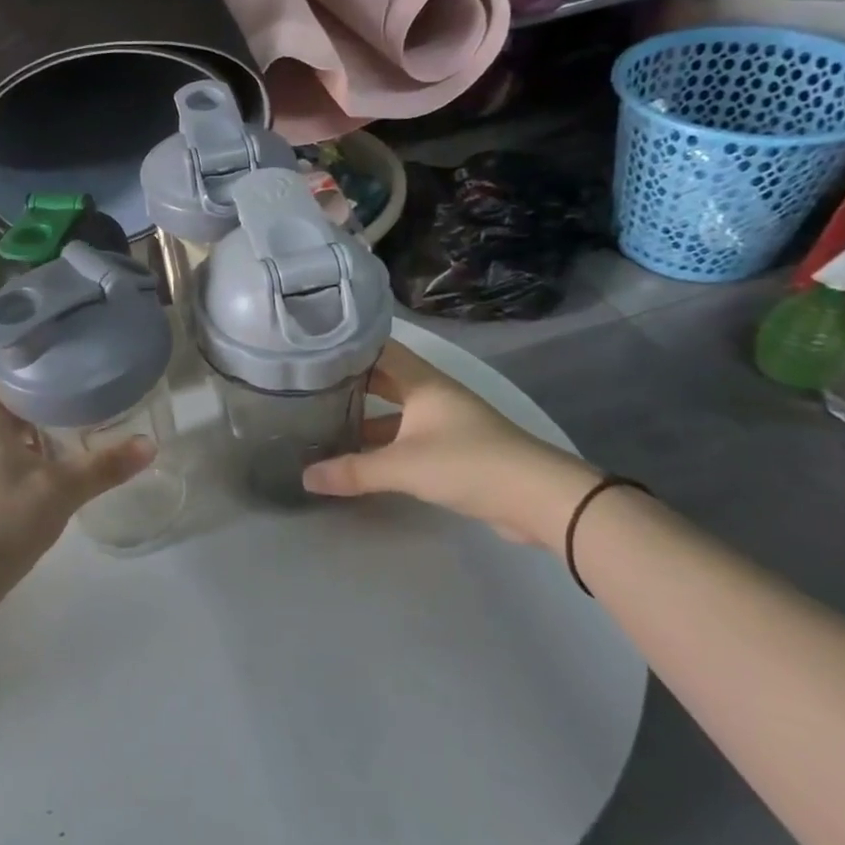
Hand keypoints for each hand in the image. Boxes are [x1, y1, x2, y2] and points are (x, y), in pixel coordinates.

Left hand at [0, 359, 155, 596]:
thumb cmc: (1, 523)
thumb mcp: (60, 493)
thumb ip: (104, 468)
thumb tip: (150, 445)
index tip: (29, 334)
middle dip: (26, 392)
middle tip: (65, 382)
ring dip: (22, 430)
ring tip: (60, 428)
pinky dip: (13, 459)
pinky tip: (39, 476)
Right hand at [301, 339, 596, 550]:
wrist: (540, 499)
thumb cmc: (468, 463)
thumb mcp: (403, 466)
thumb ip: (353, 470)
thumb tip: (305, 477)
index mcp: (423, 382)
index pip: (377, 349)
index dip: (345, 345)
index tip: (309, 347)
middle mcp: (432, 394)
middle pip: (383, 380)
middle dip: (348, 383)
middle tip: (305, 386)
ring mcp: (445, 422)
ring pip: (394, 412)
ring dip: (365, 417)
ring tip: (322, 422)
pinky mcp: (453, 450)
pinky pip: (406, 438)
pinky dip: (382, 443)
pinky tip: (357, 457)